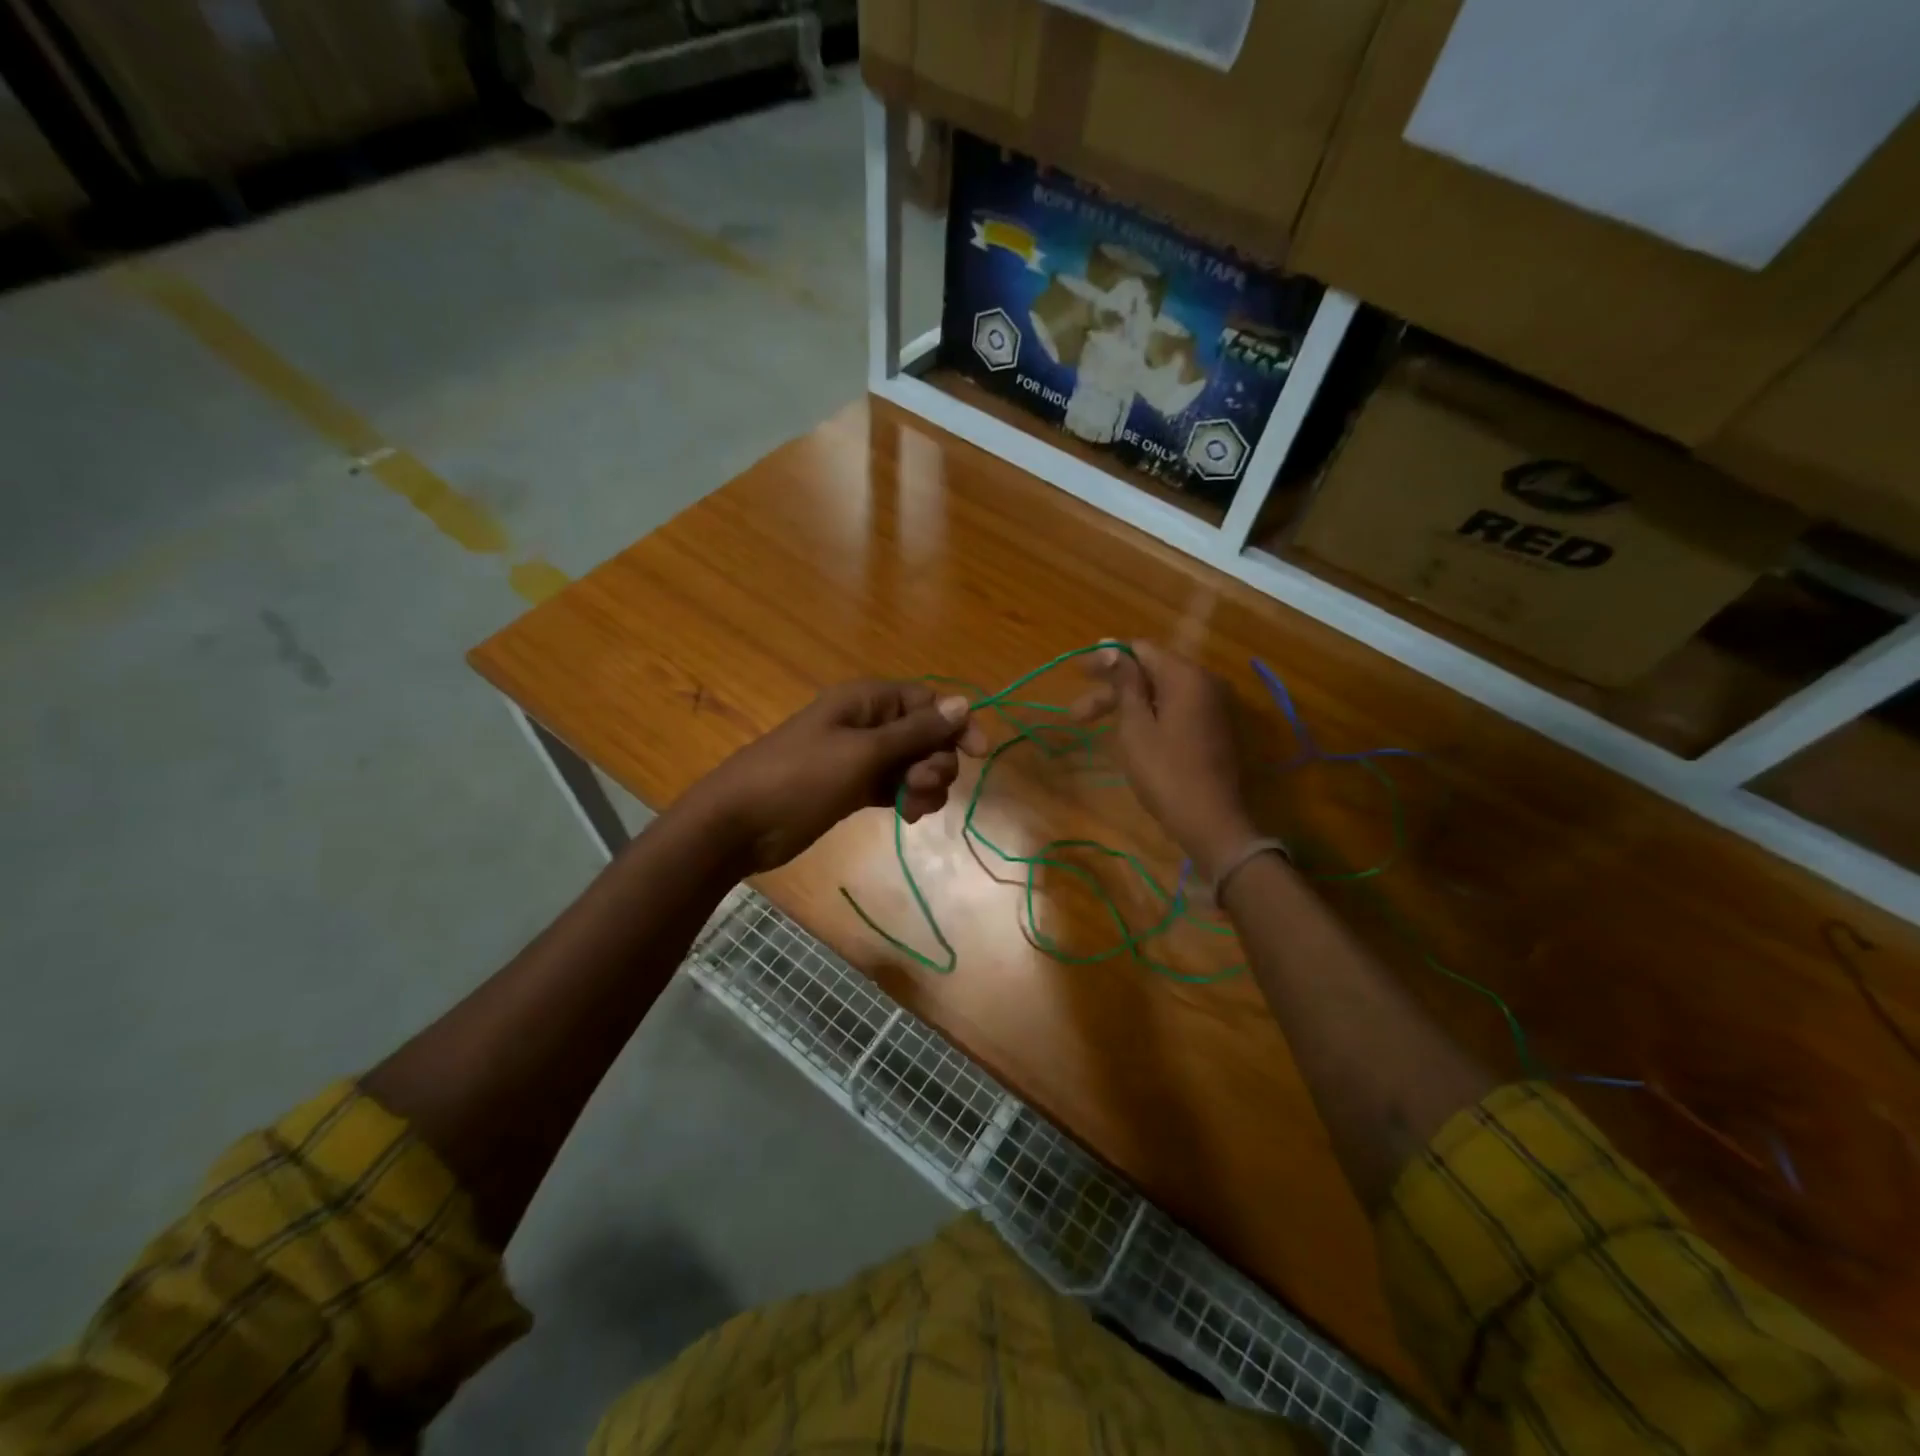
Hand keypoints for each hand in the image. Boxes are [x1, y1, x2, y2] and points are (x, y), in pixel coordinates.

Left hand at [688, 680, 985, 872]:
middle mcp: (868, 723)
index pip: (929, 701)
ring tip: (911, 807)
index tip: (977, 754)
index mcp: (868, 701)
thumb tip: (963, 703)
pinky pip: (895, 785)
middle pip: (926, 734)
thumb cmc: (800, 778)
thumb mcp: (862, 753)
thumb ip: (915, 731)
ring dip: (924, 784)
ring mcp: (860, 757)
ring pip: (913, 763)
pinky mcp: (854, 787)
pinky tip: (906, 816)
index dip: (956, 723)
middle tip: (922, 785)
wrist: (739, 824)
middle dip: (936, 760)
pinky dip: (907, 798)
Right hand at [1071, 641, 1255, 878]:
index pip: (1141, 650)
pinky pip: (1175, 709)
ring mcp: (1212, 707)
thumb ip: (1125, 683)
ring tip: (1093, 727)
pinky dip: (1149, 715)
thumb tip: (1110, 646)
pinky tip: (1126, 734)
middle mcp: (1204, 683)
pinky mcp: (1213, 729)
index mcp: (1186, 676)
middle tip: (1077, 713)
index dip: (1106, 658)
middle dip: (1112, 689)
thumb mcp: (1136, 726)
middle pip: (1150, 673)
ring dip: (1127, 705)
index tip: (1077, 672)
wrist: (1211, 821)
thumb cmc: (1165, 772)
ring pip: (1161, 694)